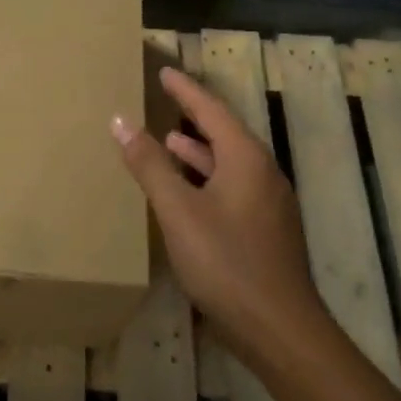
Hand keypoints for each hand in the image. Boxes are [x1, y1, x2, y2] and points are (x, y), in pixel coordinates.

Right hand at [112, 66, 322, 363]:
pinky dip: (207, 178)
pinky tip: (188, 193)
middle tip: (166, 100)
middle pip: (225, 133)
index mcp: (246, 159)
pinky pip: (233, 186)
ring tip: (169, 140)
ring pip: (229, 163)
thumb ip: (150, 164)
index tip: (164, 71)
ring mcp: (269, 203)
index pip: (211, 110)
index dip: (185, 90)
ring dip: (199, 150)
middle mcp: (263, 173)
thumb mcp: (178, 211)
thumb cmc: (226, 262)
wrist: (279, 329)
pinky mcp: (267, 229)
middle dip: (194, 116)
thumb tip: (121, 120)